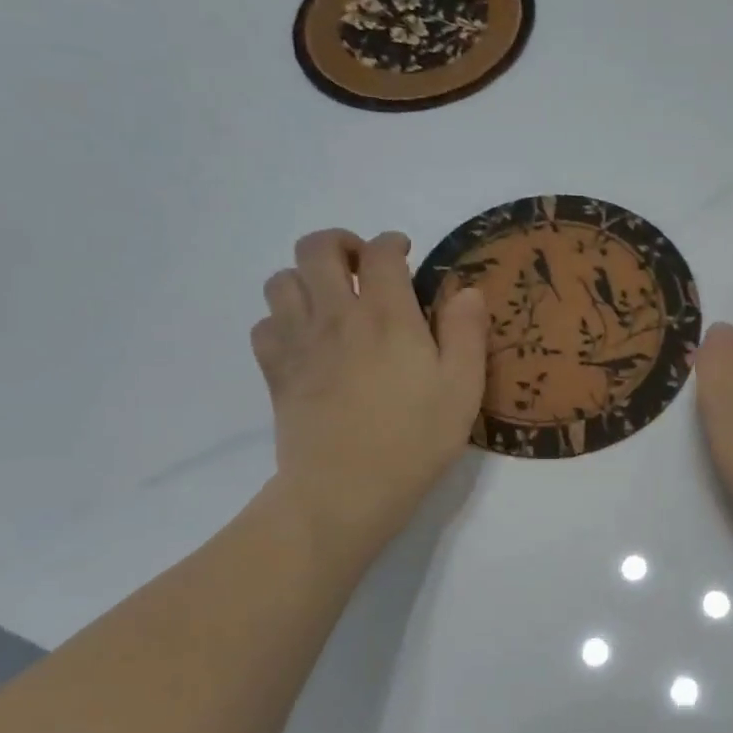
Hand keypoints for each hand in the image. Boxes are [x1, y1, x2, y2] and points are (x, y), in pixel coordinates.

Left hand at [252, 229, 486, 567]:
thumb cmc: (414, 440)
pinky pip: (264, 324)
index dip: (393, 242)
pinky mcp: (276, 371)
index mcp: (388, 315)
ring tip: (330, 301)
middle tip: (362, 267)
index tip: (404, 253)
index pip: (380, 252)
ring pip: (281, 280)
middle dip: (340, 244)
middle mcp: (337, 315)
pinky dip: (282, 320)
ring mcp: (299, 342)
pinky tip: (305, 340)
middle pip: (317, 248)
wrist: (346, 489)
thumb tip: (469, 290)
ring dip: (306, 279)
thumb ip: (467, 333)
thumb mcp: (463, 389)